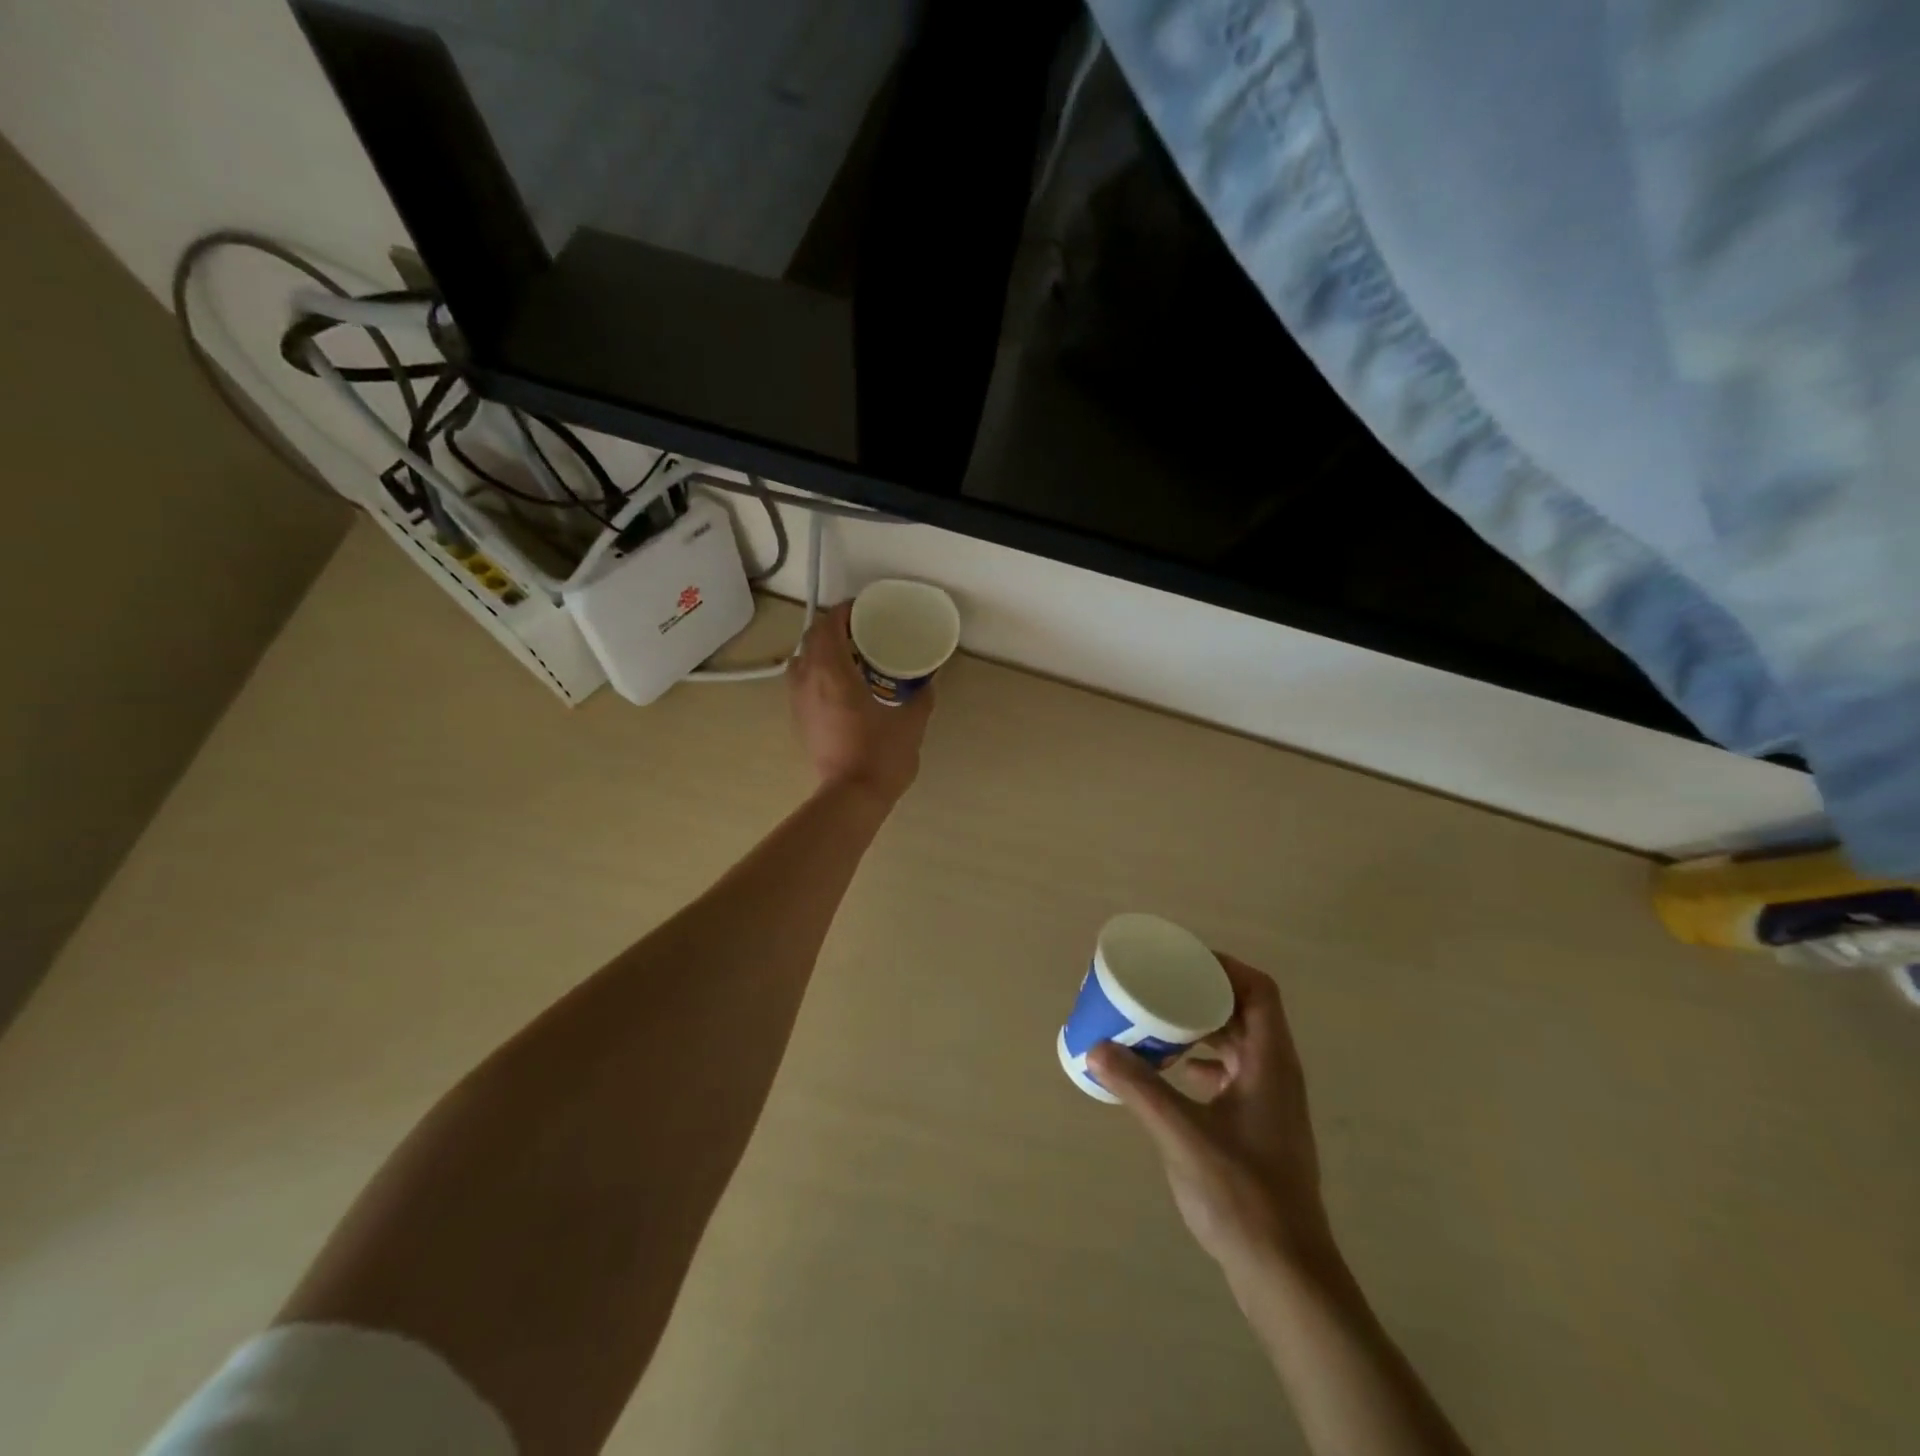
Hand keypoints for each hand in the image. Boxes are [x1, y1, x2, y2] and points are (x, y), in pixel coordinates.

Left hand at [789, 601, 933, 802]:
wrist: (851, 797)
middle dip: (831, 629)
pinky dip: (816, 673)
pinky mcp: (799, 721)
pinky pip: (801, 683)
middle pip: (810, 639)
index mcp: (833, 672)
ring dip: (819, 651)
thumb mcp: (911, 722)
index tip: (861, 609)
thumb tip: (928, 682)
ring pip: (801, 661)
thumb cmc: (881, 755)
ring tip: (847, 657)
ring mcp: (798, 702)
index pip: (828, 626)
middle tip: (859, 632)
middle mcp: (808, 681)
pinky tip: (839, 686)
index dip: (842, 612)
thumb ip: (921, 698)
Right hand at [1089, 955, 1331, 1272]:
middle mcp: (1276, 1073)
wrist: (1286, 1274)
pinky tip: (1172, 1074)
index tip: (1181, 960)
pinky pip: (1231, 1074)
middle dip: (1202, 994)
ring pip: (1238, 1044)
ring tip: (1158, 1023)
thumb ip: (1140, 1089)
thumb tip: (1096, 1048)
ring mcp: (1271, 1102)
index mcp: (1270, 1062)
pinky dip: (1202, 1063)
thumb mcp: (1182, 1135)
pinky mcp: (1260, 1127)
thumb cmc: (1242, 1195)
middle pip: (1245, 1011)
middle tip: (1159, 986)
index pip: (1258, 990)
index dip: (1223, 967)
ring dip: (1201, 1028)